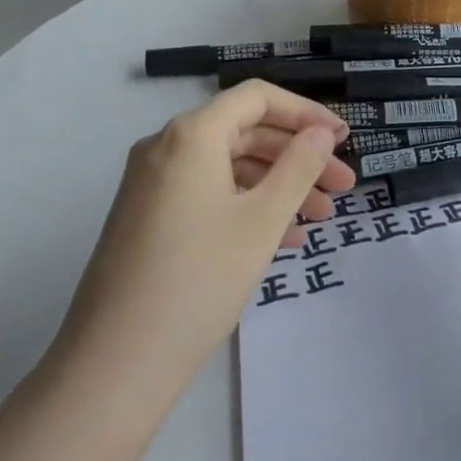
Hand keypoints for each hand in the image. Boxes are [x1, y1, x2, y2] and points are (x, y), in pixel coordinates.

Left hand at [49, 81, 353, 401]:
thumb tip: (321, 132)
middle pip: (244, 132)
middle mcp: (165, 147)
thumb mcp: (261, 220)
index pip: (257, 98)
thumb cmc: (199, 279)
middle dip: (298, 156)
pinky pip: (207, 194)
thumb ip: (299, 167)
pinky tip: (282, 239)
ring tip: (319, 219)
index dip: (306, 113)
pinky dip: (247, 207)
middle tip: (342, 187)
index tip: (344, 140)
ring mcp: (152, 184)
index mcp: (191, 134)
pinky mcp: (148, 217)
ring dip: (277, 186)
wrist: (115, 362)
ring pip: (228, 167)